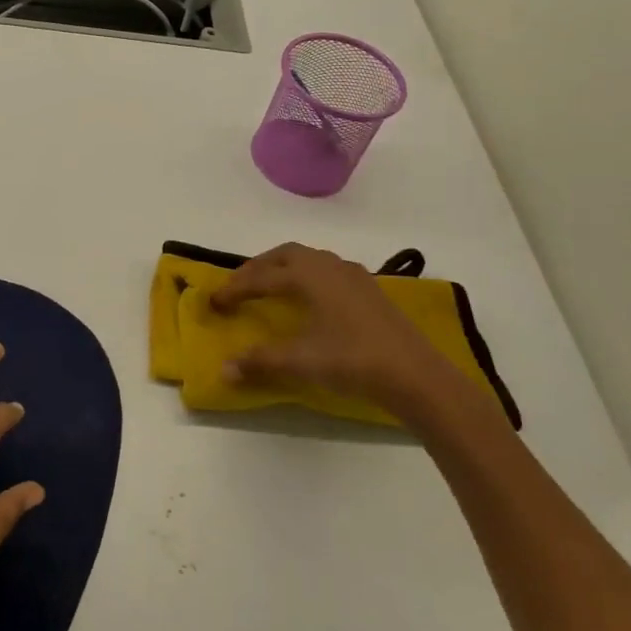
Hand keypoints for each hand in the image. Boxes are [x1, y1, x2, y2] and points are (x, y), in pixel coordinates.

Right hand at [209, 243, 479, 432]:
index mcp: (309, 275)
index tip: (213, 302)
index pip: (261, 278)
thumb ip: (261, 361)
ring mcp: (354, 276)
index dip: (234, 289)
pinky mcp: (370, 290)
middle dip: (257, 268)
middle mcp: (329, 266)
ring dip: (284, 269)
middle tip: (238, 286)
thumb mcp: (301, 361)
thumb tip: (224, 370)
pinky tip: (310, 299)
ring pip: (309, 260)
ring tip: (270, 288)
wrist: (417, 375)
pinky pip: (328, 271)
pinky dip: (308, 277)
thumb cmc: (353, 360)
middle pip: (285, 255)